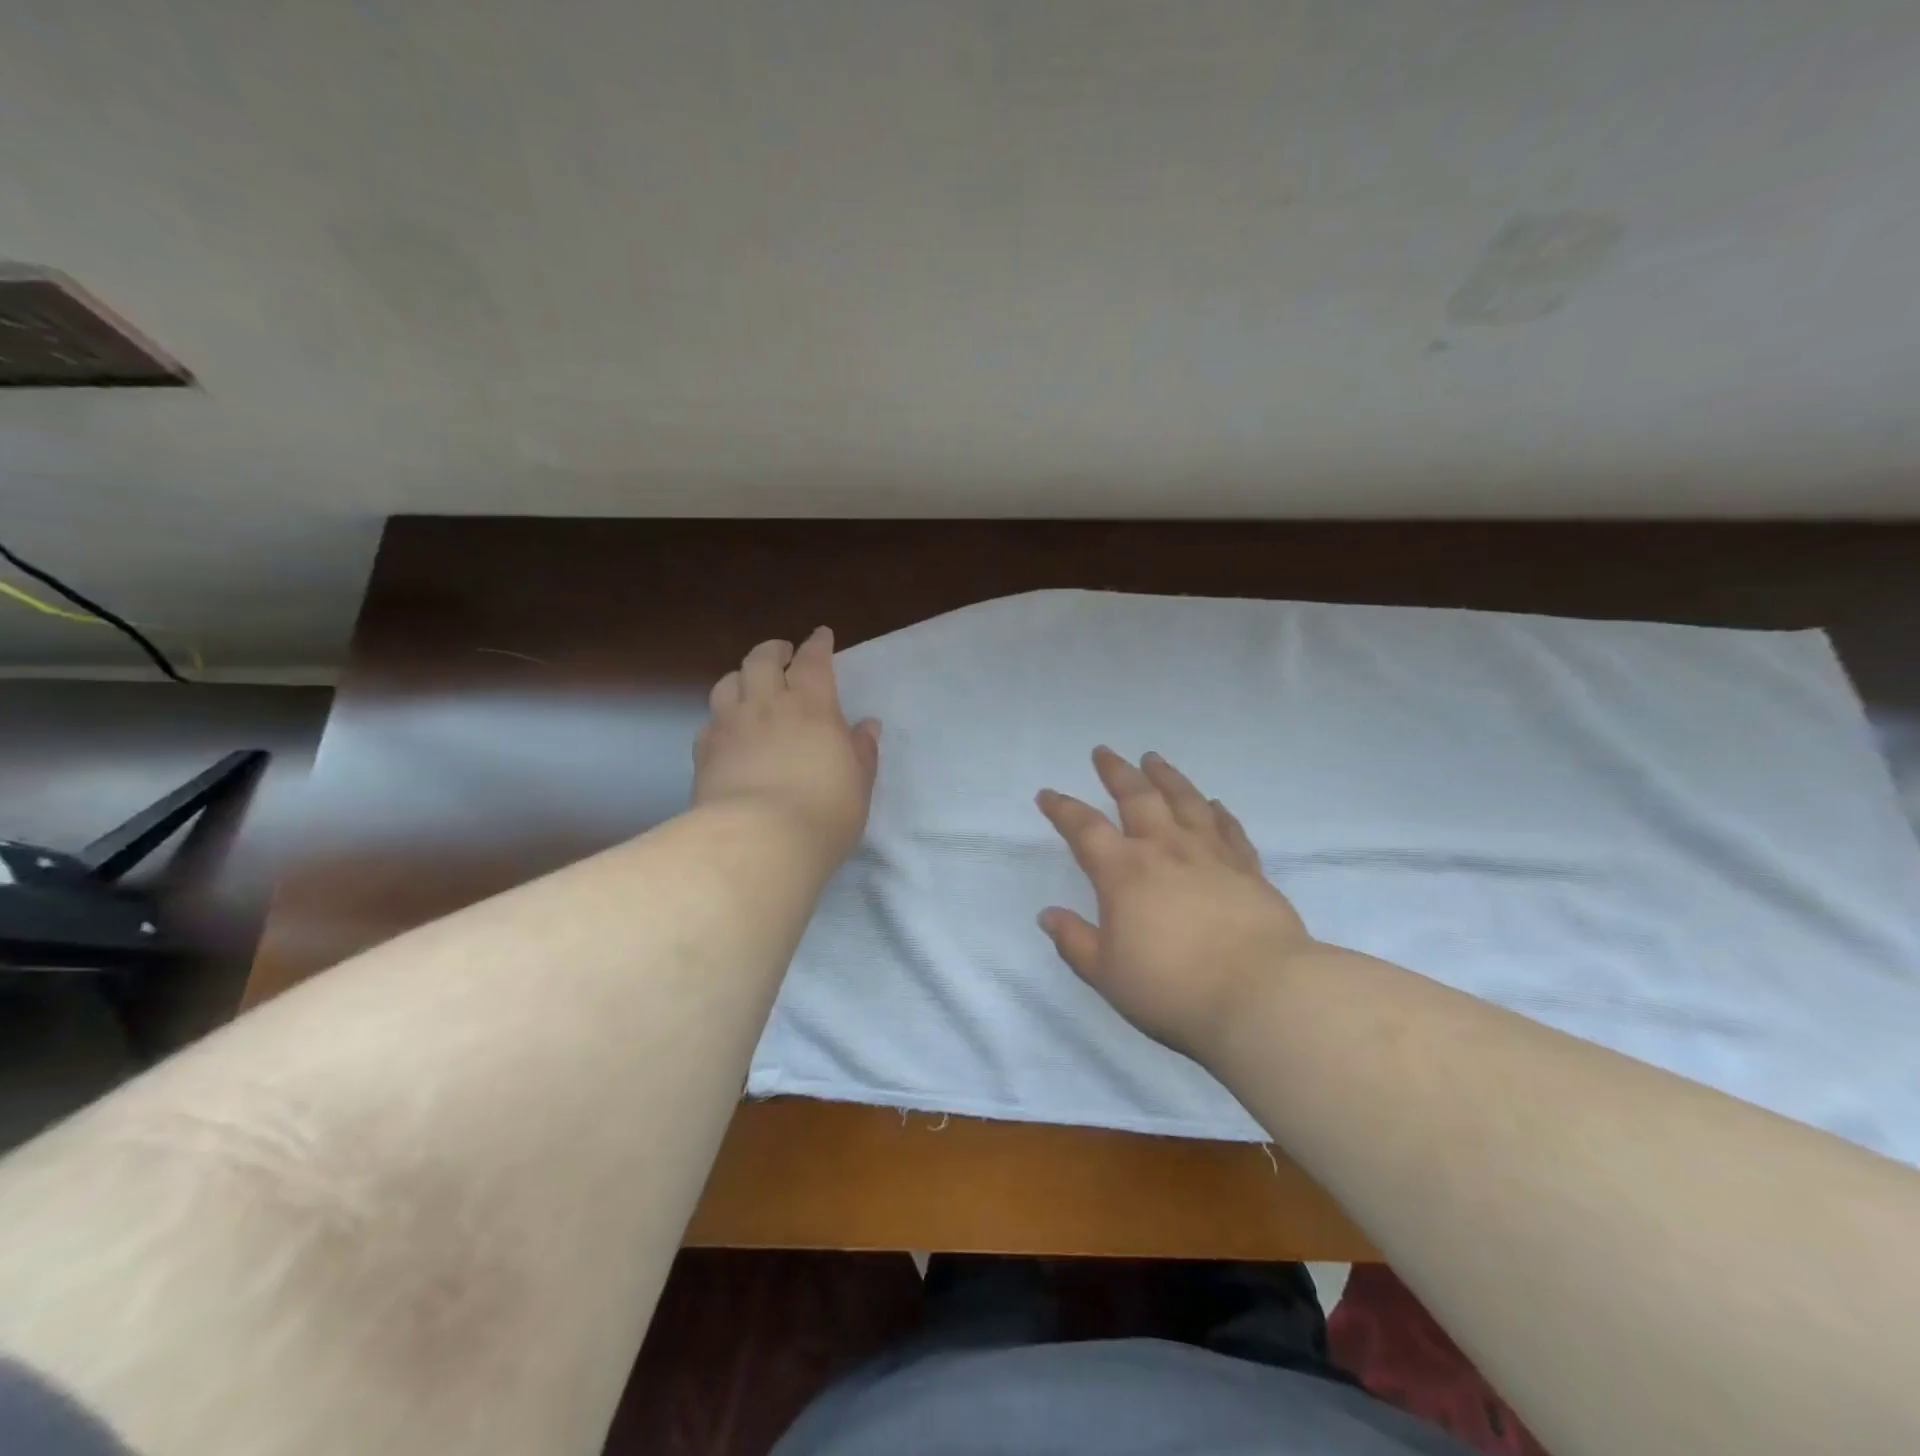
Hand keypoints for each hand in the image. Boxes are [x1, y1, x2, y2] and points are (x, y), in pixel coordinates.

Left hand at [694, 627, 880, 861]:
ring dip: (741, 676)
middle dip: (773, 650)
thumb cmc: (824, 811)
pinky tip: (726, 730)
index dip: (817, 644)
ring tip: (749, 684)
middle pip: (761, 660)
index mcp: (811, 705)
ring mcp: (730, 726)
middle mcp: (766, 705)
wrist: (759, 841)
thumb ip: (861, 750)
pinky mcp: (704, 752)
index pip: (813, 661)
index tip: (820, 635)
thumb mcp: (858, 783)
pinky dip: (720, 716)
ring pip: (727, 682)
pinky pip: (709, 721)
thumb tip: (866, 726)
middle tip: (782, 654)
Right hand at [1036, 747, 1314, 1060]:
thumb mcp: (1107, 974)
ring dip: (1166, 776)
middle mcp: (1164, 849)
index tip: (1048, 794)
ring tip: (1153, 759)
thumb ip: (1075, 941)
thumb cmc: (1172, 988)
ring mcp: (1210, 854)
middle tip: (1104, 752)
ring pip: (1185, 800)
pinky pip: (1228, 828)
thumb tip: (1048, 914)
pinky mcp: (1247, 868)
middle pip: (1137, 796)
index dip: (1062, 808)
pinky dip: (1217, 811)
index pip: (1084, 828)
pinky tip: (1213, 803)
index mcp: (1123, 872)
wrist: (1260, 994)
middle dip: (1116, 772)